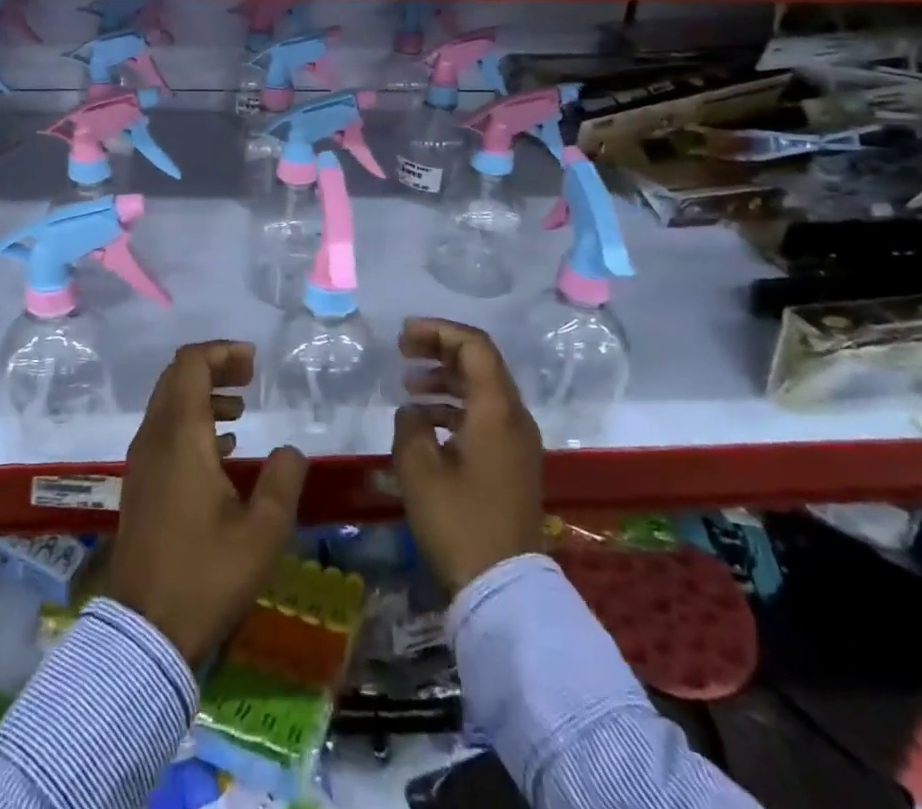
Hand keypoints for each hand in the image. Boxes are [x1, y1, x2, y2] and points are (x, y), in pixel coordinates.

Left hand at [109, 341, 309, 663]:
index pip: (190, 363)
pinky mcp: (139, 483)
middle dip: (214, 367)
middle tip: (250, 378)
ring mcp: (141, 460)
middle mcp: (154, 437)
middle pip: (177, 376)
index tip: (253, 362)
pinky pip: (163, 429)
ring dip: (203, 394)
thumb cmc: (207, 576)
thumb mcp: (263, 532)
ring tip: (241, 411)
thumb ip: (283, 480)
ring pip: (168, 403)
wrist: (146, 632)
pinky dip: (191, 421)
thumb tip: (290, 450)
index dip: (221, 351)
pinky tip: (222, 449)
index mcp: (180, 435)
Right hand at [392, 317, 545, 594]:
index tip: (404, 334)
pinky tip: (424, 421)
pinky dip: (455, 407)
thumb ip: (411, 425)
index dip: (438, 331)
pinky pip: (485, 416)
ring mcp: (518, 442)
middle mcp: (514, 417)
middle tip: (403, 350)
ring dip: (446, 378)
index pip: (474, 346)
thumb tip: (414, 411)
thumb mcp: (419, 469)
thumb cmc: (459, 522)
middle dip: (440, 349)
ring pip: (482, 390)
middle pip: (481, 363)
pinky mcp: (513, 464)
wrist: (504, 589)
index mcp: (497, 409)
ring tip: (408, 384)